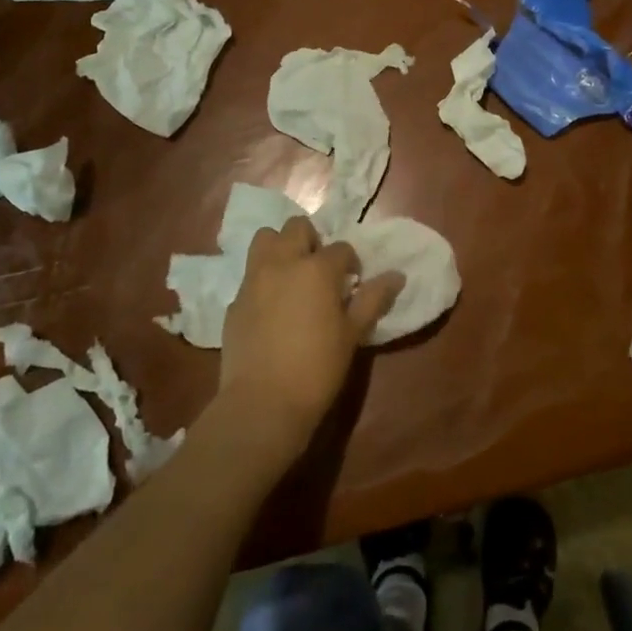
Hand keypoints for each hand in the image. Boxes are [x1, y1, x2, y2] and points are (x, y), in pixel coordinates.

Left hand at [218, 216, 403, 462]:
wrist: (262, 403)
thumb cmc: (317, 367)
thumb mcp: (353, 334)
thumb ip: (374, 299)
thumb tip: (397, 276)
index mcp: (317, 268)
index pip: (341, 248)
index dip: (350, 264)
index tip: (352, 284)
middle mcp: (283, 263)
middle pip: (296, 227)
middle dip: (311, 240)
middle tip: (319, 270)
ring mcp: (254, 279)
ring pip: (265, 239)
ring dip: (280, 248)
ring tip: (291, 276)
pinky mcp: (234, 301)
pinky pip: (250, 275)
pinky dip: (262, 279)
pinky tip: (271, 307)